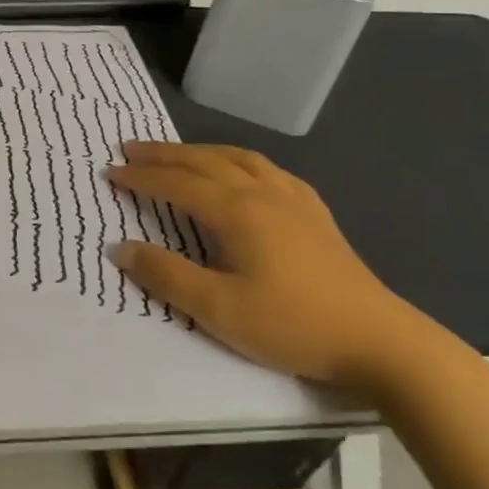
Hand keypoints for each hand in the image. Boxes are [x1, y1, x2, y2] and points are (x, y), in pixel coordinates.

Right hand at [108, 142, 438, 390]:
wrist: (379, 340)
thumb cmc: (292, 324)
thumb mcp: (218, 310)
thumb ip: (166, 275)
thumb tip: (120, 247)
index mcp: (238, 212)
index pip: (178, 184)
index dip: (141, 177)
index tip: (110, 172)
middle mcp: (264, 194)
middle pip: (206, 162)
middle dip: (164, 154)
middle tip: (130, 148)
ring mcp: (295, 201)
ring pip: (240, 159)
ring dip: (201, 151)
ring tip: (178, 152)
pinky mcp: (316, 215)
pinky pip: (269, 171)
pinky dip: (240, 162)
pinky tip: (242, 172)